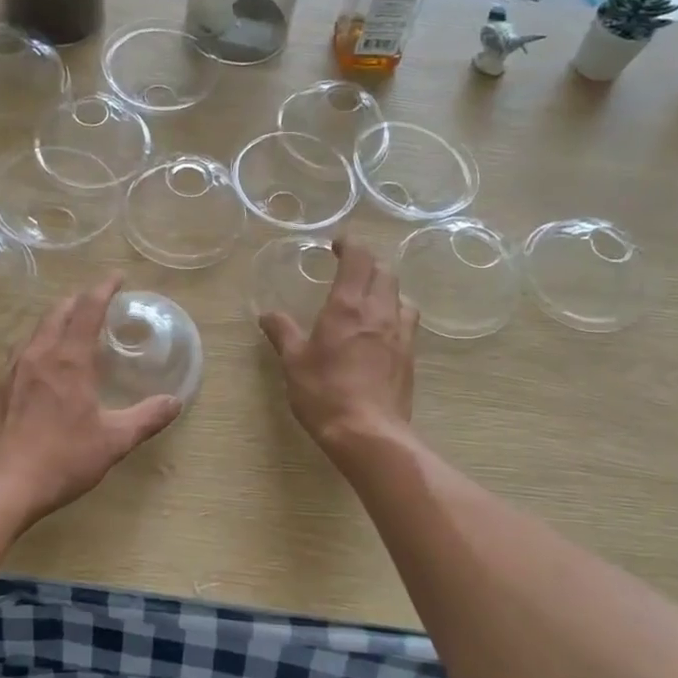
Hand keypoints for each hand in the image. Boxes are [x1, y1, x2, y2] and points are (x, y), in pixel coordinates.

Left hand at [0, 275, 181, 526]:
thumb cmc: (61, 459)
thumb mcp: (113, 441)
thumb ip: (146, 418)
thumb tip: (175, 402)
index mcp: (69, 360)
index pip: (88, 309)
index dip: (103, 288)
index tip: (116, 277)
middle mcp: (38, 354)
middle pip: (57, 311)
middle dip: (78, 300)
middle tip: (95, 301)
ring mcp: (10, 369)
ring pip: (34, 330)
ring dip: (54, 319)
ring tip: (68, 327)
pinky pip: (17, 351)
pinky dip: (35, 343)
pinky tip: (38, 363)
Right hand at [258, 233, 417, 455]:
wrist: (368, 433)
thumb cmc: (324, 393)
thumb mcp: (293, 362)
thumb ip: (282, 332)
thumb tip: (267, 314)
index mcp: (347, 307)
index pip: (358, 259)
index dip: (350, 244)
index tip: (338, 243)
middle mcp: (379, 312)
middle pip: (384, 271)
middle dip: (368, 263)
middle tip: (349, 267)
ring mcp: (400, 334)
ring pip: (400, 294)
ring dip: (385, 287)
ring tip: (369, 297)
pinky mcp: (410, 356)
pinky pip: (407, 320)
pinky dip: (395, 312)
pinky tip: (382, 329)